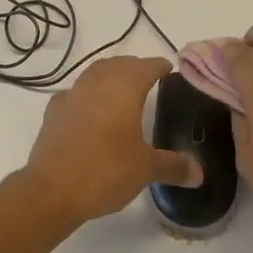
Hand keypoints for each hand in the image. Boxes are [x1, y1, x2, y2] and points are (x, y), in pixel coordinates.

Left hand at [20, 56, 200, 228]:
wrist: (52, 188)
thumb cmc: (106, 170)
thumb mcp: (146, 169)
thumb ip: (173, 166)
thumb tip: (200, 173)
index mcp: (124, 87)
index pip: (146, 66)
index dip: (159, 66)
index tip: (169, 69)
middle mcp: (97, 82)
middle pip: (119, 64)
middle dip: (135, 68)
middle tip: (148, 78)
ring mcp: (72, 94)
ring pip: (95, 73)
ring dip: (110, 75)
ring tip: (121, 90)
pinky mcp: (54, 111)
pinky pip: (75, 93)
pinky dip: (86, 94)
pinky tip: (89, 109)